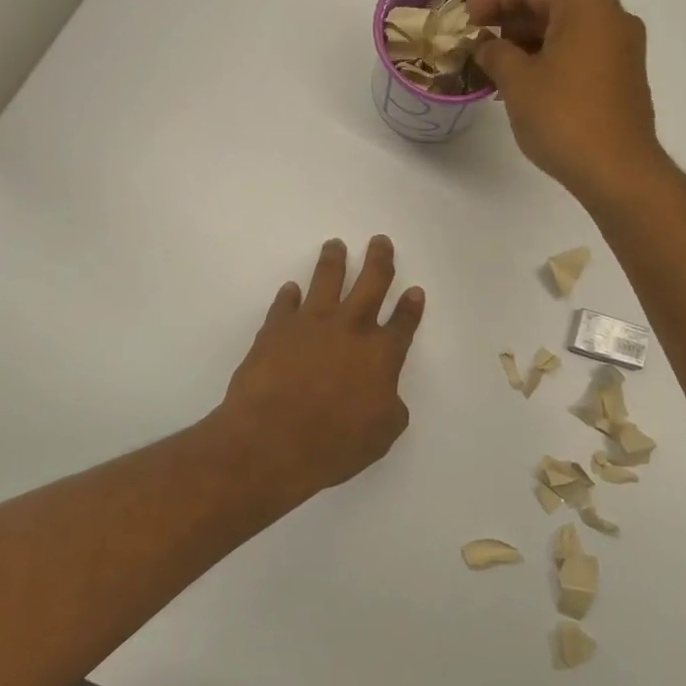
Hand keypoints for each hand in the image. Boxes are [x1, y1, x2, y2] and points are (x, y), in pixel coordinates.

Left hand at [217, 236, 424, 506]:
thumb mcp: (381, 434)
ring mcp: (310, 324)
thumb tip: (386, 394)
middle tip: (380, 241)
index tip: (415, 290)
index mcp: (381, 354)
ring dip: (334, 261)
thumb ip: (390, 407)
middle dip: (379, 261)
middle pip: (371, 284)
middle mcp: (350, 329)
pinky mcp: (275, 330)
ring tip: (335, 245)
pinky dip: (289, 295)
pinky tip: (291, 289)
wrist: (271, 441)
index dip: (411, 306)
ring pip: (326, 280)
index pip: (403, 322)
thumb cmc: (334, 444)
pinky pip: (284, 304)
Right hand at [468, 0, 664, 204]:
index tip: (464, 20)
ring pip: (566, 30)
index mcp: (586, 2)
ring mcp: (623, 45)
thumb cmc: (563, 117)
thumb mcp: (517, 80)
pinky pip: (581, 52)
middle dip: (511, 22)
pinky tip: (525, 82)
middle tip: (477, 43)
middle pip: (551, 4)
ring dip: (529, 43)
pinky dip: (551, 58)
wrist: (617, 170)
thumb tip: (485, 44)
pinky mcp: (625, 74)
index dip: (491, 0)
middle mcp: (612, 14)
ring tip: (495, 67)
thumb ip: (495, 51)